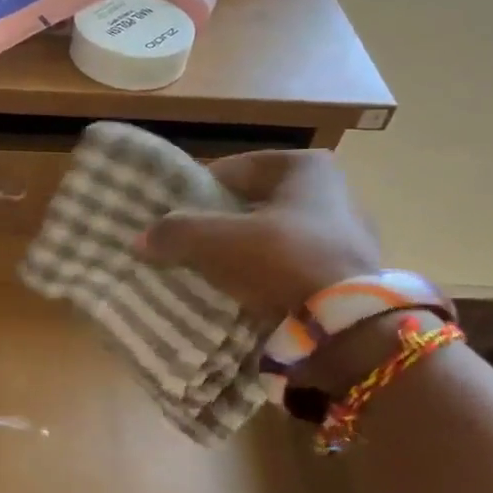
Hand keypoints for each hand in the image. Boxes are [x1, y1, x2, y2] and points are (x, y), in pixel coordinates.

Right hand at [136, 150, 380, 314]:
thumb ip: (175, 233)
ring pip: (274, 237)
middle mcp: (334, 190)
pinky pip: (293, 266)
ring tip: (211, 275)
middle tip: (187, 248)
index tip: (172, 219)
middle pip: (254, 205)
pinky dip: (269, 276)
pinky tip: (247, 295)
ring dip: (244, 253)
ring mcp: (348, 233)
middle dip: (221, 225)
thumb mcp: (217, 242)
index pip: (231, 171)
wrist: (348, 325)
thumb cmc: (283, 261)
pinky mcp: (351, 272)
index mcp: (305, 166)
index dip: (196, 194)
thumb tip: (141, 239)